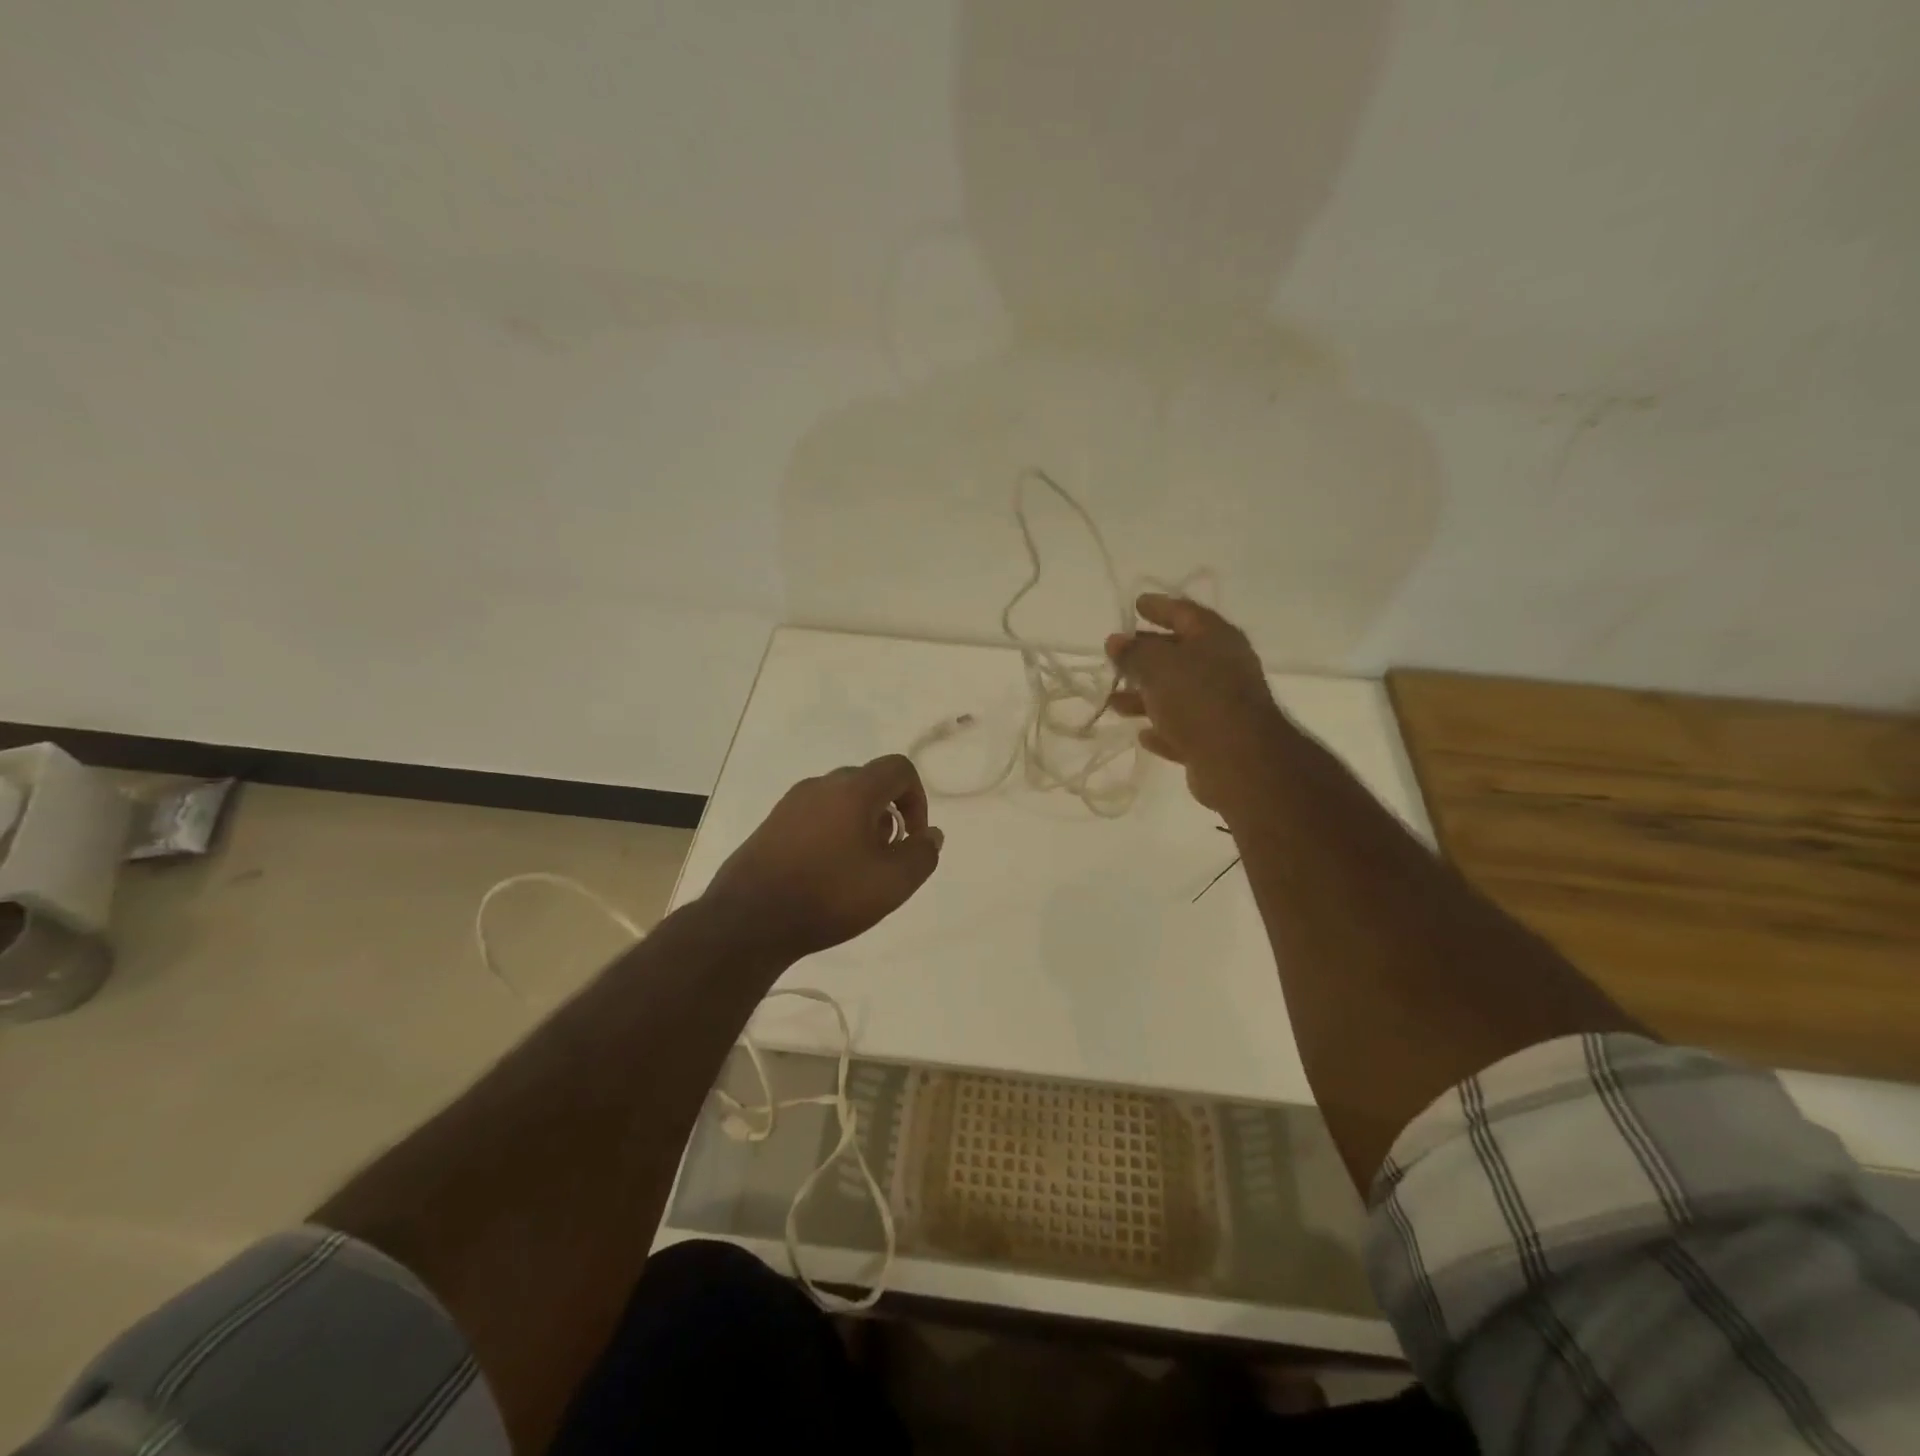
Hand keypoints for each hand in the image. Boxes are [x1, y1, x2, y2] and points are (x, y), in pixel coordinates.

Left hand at [702, 755, 943, 961]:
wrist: (749, 920)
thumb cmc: (829, 895)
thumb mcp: (893, 883)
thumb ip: (922, 854)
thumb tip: (931, 834)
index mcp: (853, 789)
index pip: (898, 768)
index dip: (917, 798)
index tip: (913, 837)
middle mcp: (821, 785)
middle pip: (869, 782)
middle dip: (889, 813)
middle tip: (887, 855)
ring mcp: (791, 804)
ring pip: (840, 800)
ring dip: (860, 824)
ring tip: (858, 869)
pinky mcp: (771, 825)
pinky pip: (815, 816)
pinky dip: (832, 833)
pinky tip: (826, 873)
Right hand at [1107, 594, 1282, 812]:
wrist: (1239, 760)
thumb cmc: (1197, 698)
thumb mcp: (1157, 667)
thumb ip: (1133, 653)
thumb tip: (1116, 641)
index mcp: (1215, 638)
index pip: (1184, 613)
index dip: (1159, 607)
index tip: (1136, 604)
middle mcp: (1223, 667)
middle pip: (1179, 654)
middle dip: (1146, 655)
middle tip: (1117, 654)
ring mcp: (1221, 706)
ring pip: (1177, 695)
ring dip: (1145, 696)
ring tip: (1114, 702)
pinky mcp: (1216, 741)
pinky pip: (1183, 729)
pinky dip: (1162, 728)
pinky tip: (1142, 734)